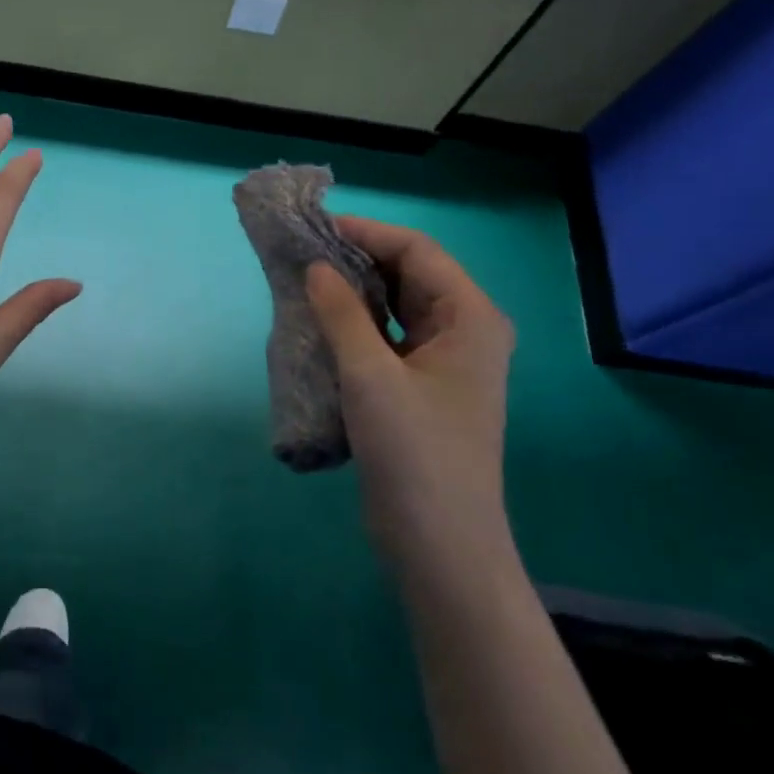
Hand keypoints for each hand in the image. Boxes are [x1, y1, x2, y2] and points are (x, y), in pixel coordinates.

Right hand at [305, 218, 514, 569]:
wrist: (439, 543)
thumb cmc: (414, 452)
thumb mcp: (370, 375)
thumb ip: (342, 313)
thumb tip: (315, 266)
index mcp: (471, 317)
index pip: (418, 251)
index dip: (367, 233)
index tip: (315, 230)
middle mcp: (465, 332)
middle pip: (410, 275)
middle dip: (358, 261)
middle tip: (302, 256)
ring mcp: (445, 363)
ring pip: (397, 309)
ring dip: (355, 294)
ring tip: (305, 285)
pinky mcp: (423, 390)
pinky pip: (389, 340)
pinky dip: (357, 328)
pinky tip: (321, 327)